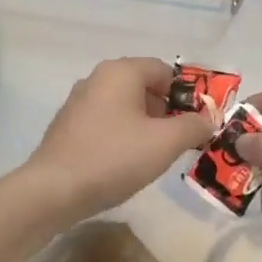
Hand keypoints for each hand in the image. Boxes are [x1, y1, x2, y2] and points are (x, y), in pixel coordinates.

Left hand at [23, 57, 216, 225]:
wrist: (54, 190)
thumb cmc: (114, 158)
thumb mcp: (166, 143)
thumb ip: (194, 127)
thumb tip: (207, 120)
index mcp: (120, 71)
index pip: (165, 70)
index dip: (186, 95)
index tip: (197, 124)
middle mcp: (97, 78)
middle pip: (144, 87)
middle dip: (166, 112)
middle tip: (179, 142)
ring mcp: (78, 102)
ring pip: (124, 106)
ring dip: (145, 126)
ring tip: (154, 156)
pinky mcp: (67, 126)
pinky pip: (106, 122)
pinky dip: (121, 136)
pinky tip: (124, 163)